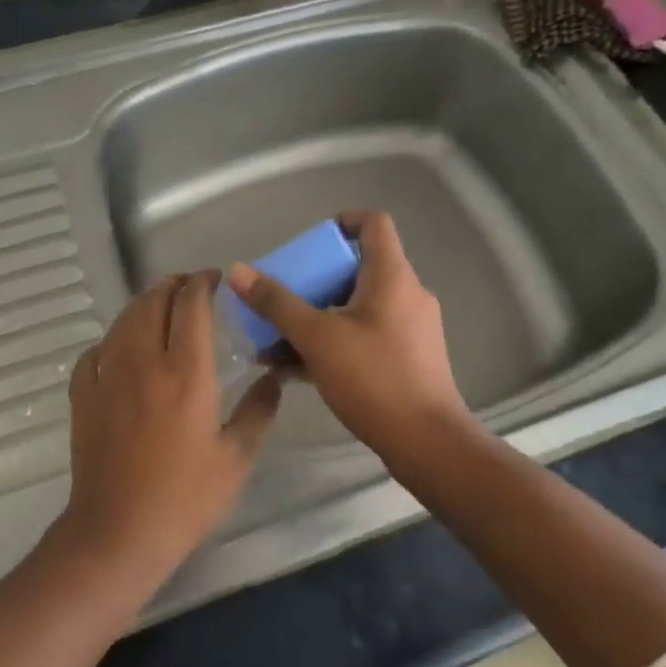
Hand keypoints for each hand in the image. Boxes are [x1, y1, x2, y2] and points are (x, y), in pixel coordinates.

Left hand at [59, 273, 283, 577]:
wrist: (118, 532)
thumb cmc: (185, 498)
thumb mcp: (236, 458)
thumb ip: (259, 411)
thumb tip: (276, 378)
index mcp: (186, 372)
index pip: (192, 304)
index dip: (203, 283)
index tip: (216, 280)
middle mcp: (144, 361)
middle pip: (153, 300)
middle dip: (173, 285)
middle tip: (190, 288)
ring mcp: (108, 375)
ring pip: (124, 319)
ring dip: (144, 304)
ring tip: (161, 307)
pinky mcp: (84, 394)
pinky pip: (96, 351)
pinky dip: (114, 339)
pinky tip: (123, 350)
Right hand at [225, 211, 469, 460]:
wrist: (427, 444)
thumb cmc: (374, 378)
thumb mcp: (317, 337)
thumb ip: (277, 303)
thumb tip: (238, 271)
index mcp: (392, 276)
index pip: (373, 223)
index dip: (340, 222)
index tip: (308, 244)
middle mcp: (406, 294)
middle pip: (356, 267)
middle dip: (312, 280)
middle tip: (279, 297)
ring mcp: (409, 328)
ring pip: (355, 306)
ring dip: (315, 317)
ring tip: (272, 341)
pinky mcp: (406, 358)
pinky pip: (363, 335)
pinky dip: (331, 341)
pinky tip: (292, 368)